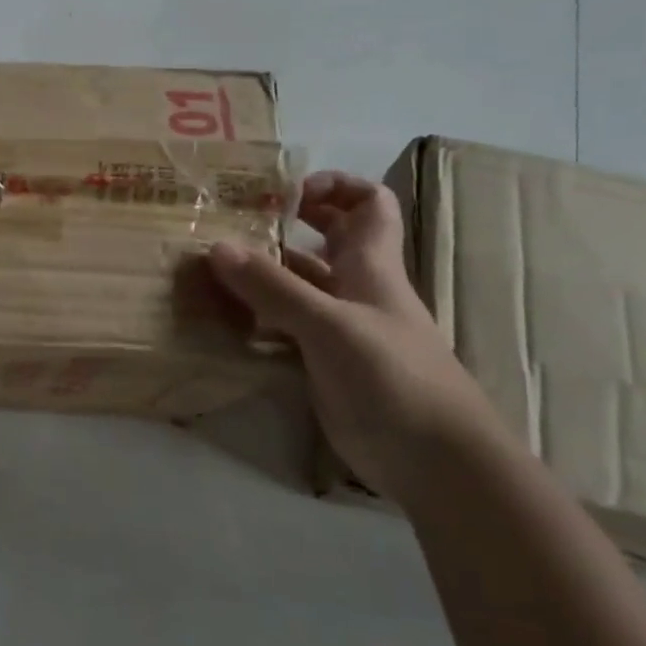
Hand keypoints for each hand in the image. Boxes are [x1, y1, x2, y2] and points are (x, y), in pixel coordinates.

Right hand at [208, 171, 499, 504]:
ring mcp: (339, 328)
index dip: (335, 186)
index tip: (286, 191)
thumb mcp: (330, 326)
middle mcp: (355, 289)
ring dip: (262, 273)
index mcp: (371, 266)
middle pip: (328, 239)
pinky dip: (256, 317)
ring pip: (298, 285)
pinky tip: (221, 319)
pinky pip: (284, 326)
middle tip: (237, 221)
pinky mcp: (322, 362)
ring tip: (212, 267)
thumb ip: (274, 288)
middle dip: (288, 223)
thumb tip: (216, 247)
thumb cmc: (393, 377)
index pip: (369, 204)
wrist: (434, 460)